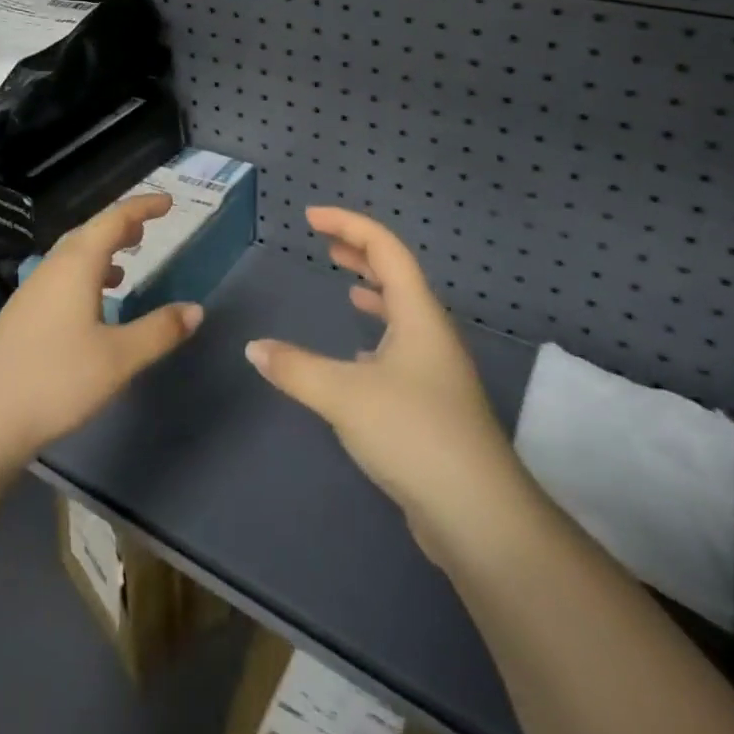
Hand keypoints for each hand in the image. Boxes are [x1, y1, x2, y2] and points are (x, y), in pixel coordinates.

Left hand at [0, 193, 202, 466]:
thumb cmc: (56, 380)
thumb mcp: (119, 358)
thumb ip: (159, 331)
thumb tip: (196, 309)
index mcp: (77, 264)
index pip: (114, 219)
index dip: (143, 207)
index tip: (168, 202)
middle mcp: (52, 267)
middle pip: (90, 232)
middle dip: (121, 226)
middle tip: (148, 229)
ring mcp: (32, 290)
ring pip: (73, 256)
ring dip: (102, 251)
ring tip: (126, 264)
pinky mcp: (21, 314)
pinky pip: (61, 277)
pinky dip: (86, 275)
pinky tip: (94, 305)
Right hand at [246, 207, 530, 562]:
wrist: (478, 516)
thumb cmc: (413, 433)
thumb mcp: (344, 395)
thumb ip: (295, 368)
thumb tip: (254, 348)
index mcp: (418, 315)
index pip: (385, 248)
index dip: (348, 224)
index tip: (310, 218)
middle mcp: (431, 334)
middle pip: (397, 275)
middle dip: (361, 253)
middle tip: (325, 243)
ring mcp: (436, 371)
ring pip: (401, 314)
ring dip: (373, 293)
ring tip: (346, 287)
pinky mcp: (433, 405)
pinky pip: (401, 350)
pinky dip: (376, 338)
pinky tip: (357, 357)